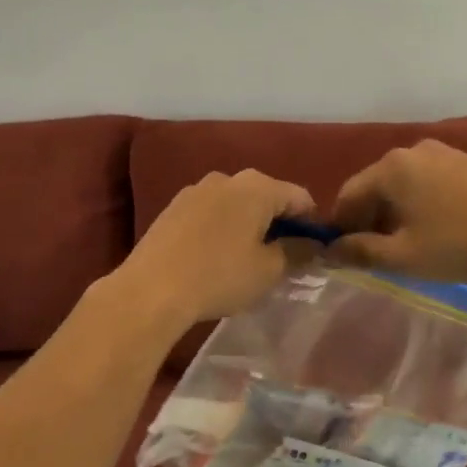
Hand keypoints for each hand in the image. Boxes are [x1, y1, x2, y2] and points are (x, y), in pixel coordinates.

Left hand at [110, 169, 316, 330]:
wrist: (151, 289)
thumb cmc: (219, 276)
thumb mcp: (269, 270)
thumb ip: (297, 252)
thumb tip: (311, 244)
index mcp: (257, 187)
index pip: (300, 197)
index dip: (312, 222)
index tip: (315, 249)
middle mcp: (228, 178)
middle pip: (267, 196)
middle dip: (279, 222)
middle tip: (283, 256)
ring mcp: (196, 189)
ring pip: (236, 203)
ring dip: (248, 223)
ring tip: (247, 258)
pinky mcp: (174, 206)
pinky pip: (211, 211)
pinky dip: (222, 227)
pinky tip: (216, 255)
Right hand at [330, 139, 466, 285]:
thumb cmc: (458, 245)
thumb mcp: (403, 256)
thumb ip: (360, 252)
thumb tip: (330, 251)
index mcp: (390, 168)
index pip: (348, 194)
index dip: (340, 226)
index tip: (342, 254)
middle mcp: (412, 150)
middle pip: (375, 186)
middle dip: (369, 218)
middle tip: (374, 254)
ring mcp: (442, 152)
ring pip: (403, 183)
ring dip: (395, 212)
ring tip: (406, 244)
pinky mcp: (466, 162)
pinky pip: (427, 181)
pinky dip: (419, 203)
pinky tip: (435, 229)